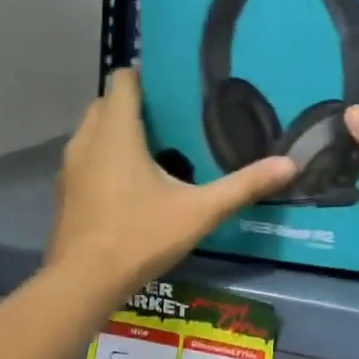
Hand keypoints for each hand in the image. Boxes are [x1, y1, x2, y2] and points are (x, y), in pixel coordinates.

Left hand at [47, 68, 295, 296]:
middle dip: (137, 104)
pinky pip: (88, 156)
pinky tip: (135, 181)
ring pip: (94, 130)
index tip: (176, 85)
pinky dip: (107, 155)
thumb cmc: (139, 237)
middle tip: (175, 118)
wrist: (83, 282)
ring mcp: (71, 166)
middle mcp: (87, 140)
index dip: (147, 75)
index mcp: (116, 133)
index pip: (123, 80)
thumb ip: (243, 186)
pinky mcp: (67, 190)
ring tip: (159, 146)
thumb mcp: (199, 212)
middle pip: (107, 103)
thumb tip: (290, 164)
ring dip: (119, 130)